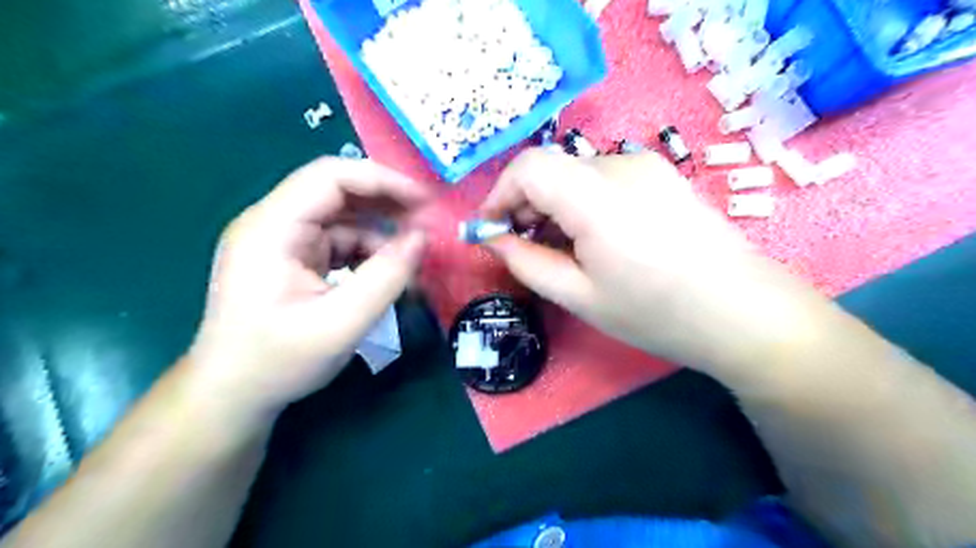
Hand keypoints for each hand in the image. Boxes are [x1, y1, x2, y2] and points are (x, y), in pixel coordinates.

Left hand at [186, 157, 429, 420]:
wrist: (233, 395)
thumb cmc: (278, 362)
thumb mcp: (341, 324)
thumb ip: (386, 278)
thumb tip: (421, 238)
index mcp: (272, 228)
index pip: (330, 177)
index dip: (382, 180)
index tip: (424, 201)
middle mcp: (274, 224)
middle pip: (338, 192)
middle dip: (387, 204)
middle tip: (428, 224)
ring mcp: (283, 241)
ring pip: (343, 218)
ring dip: (382, 232)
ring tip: (415, 255)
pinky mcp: (293, 258)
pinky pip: (339, 242)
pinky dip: (369, 253)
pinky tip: (390, 272)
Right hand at [479, 147, 799, 372]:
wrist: (743, 312)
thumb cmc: (656, 313)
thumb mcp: (579, 296)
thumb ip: (526, 262)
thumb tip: (490, 239)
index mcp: (597, 198)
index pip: (528, 167)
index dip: (499, 195)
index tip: (491, 230)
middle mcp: (621, 166)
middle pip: (551, 169)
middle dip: (525, 205)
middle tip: (523, 247)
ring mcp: (646, 166)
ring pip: (575, 174)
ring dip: (554, 205)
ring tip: (560, 249)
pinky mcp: (662, 174)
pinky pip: (603, 179)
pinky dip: (582, 202)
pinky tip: (594, 237)